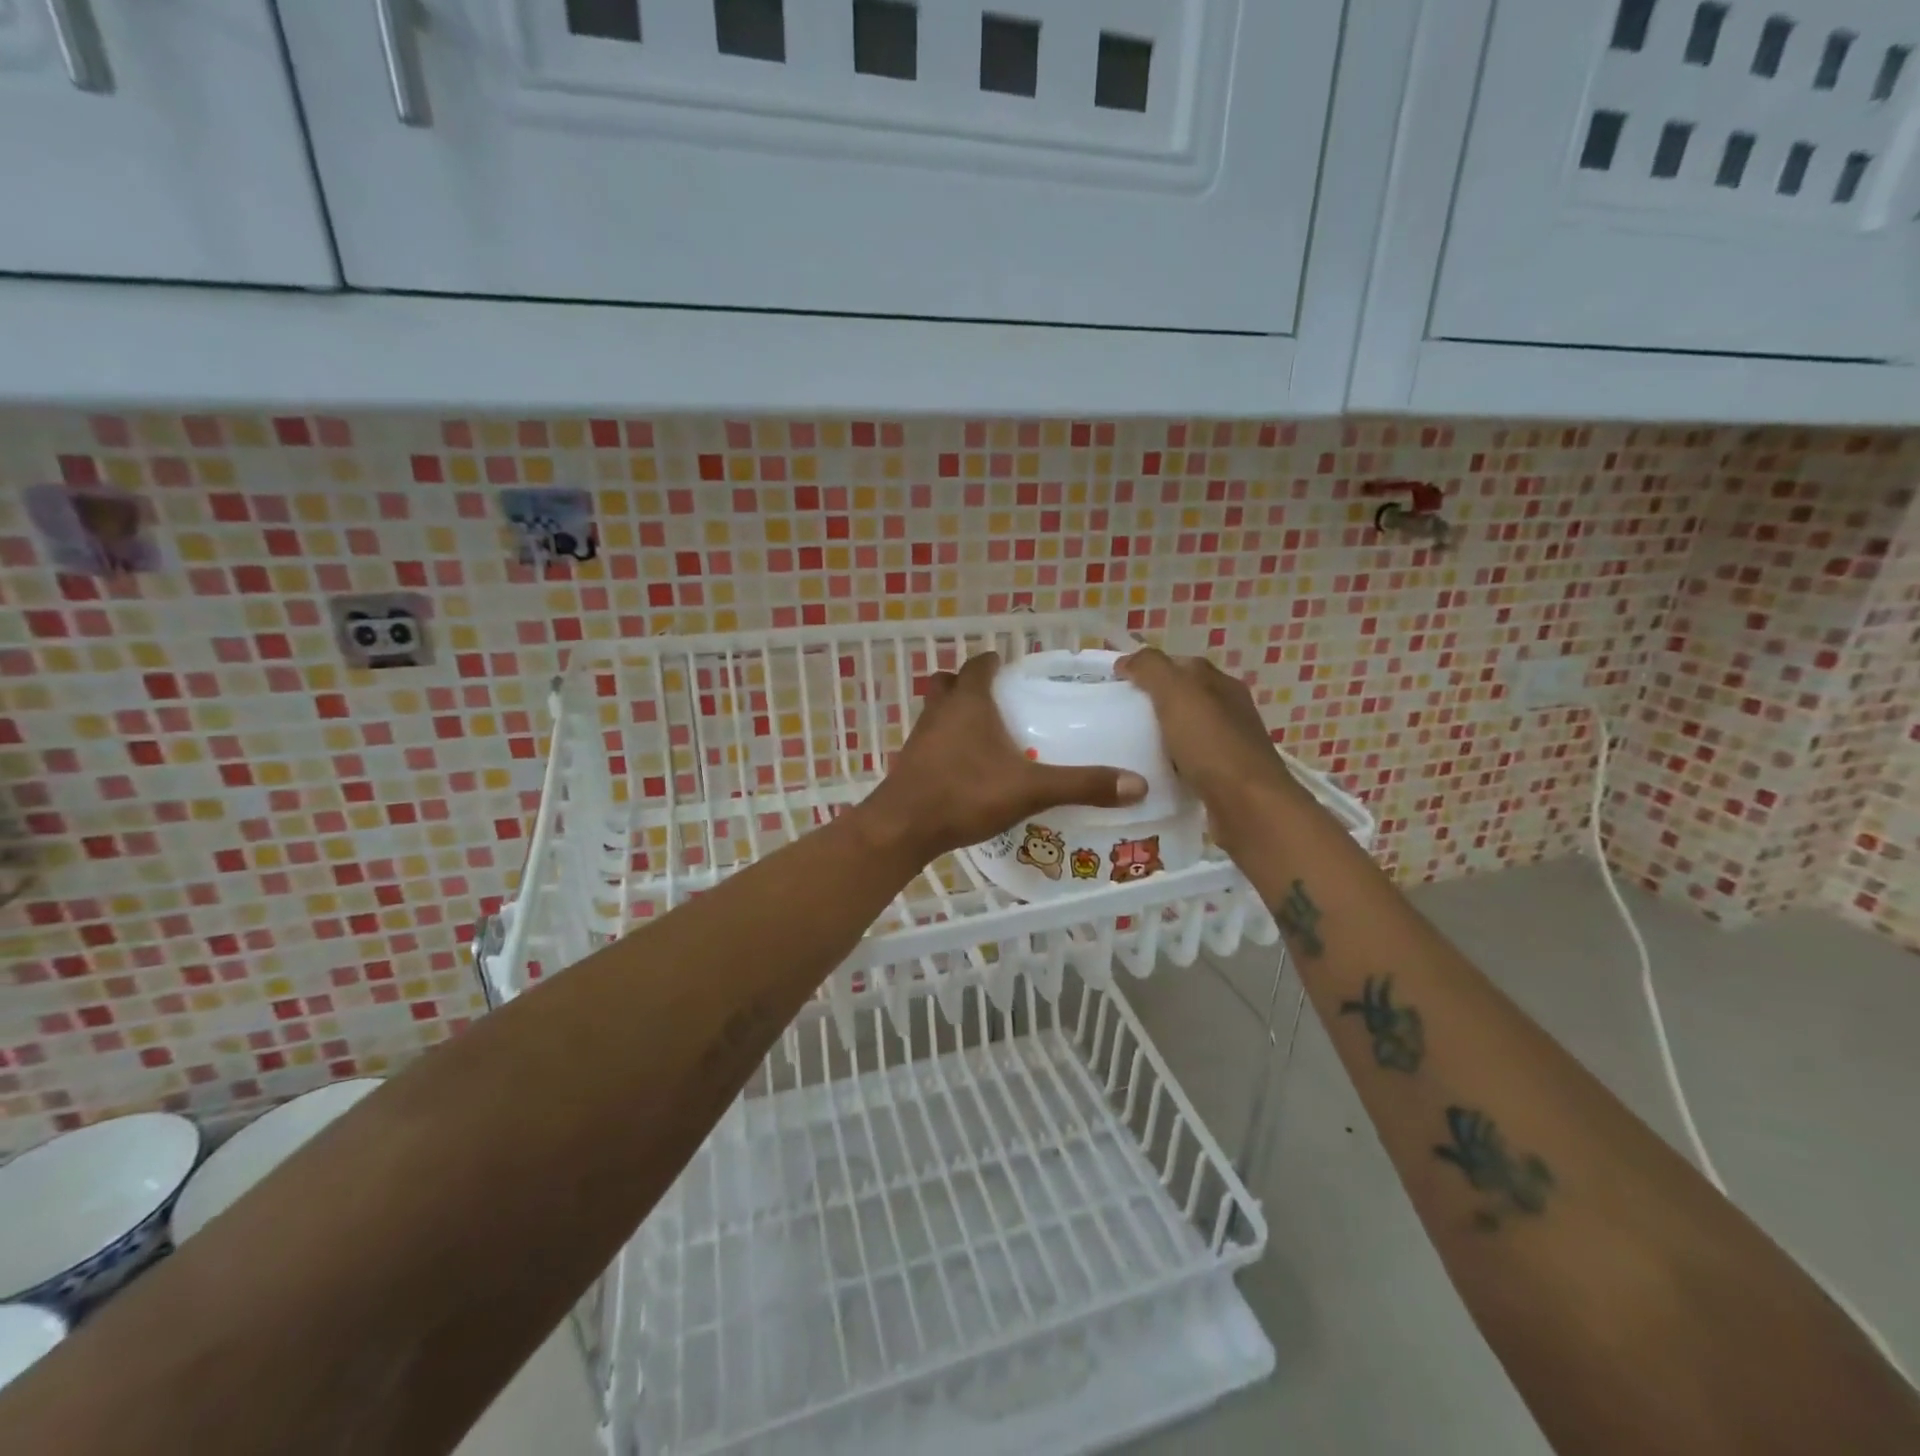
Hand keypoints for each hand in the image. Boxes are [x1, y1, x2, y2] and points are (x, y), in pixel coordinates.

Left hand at [857, 653, 1146, 863]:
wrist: (903, 828)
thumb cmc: (965, 794)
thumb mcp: (1030, 789)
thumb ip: (1081, 784)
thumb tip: (1137, 784)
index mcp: (968, 703)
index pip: (979, 665)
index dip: (994, 662)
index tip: (1013, 670)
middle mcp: (940, 712)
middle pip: (949, 683)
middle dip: (969, 685)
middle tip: (998, 702)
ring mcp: (919, 738)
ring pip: (936, 712)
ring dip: (955, 715)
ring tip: (985, 736)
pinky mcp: (909, 764)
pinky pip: (930, 742)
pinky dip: (946, 746)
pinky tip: (965, 770)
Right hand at [1116, 648, 1301, 848]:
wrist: (1248, 807)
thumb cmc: (1211, 744)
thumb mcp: (1177, 694)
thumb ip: (1151, 669)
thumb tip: (1128, 659)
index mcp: (1221, 684)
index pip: (1180, 664)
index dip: (1149, 669)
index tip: (1117, 684)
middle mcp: (1229, 710)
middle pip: (1183, 698)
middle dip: (1152, 703)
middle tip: (1116, 717)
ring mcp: (1229, 745)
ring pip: (1185, 731)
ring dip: (1160, 736)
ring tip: (1126, 747)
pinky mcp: (1224, 778)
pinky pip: (1188, 762)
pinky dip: (1169, 764)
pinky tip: (1150, 774)